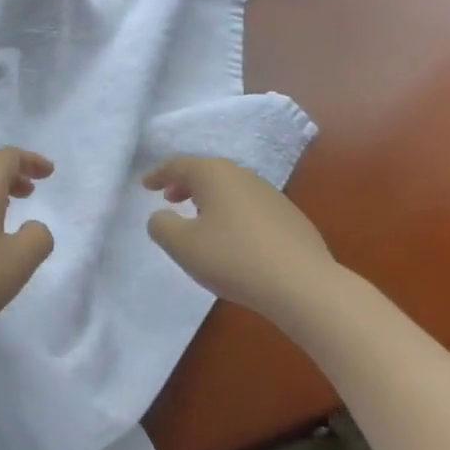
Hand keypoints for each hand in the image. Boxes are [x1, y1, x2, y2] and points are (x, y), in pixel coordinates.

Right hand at [144, 156, 335, 327]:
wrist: (303, 285)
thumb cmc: (234, 259)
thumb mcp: (183, 246)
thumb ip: (161, 226)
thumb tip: (161, 216)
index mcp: (214, 174)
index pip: (179, 165)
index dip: (159, 173)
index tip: (145, 185)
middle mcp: (242, 175)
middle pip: (207, 172)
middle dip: (185, 183)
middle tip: (170, 198)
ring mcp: (270, 194)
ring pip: (230, 188)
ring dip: (210, 199)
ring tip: (200, 219)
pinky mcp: (290, 217)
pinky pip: (250, 206)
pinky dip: (232, 213)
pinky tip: (235, 239)